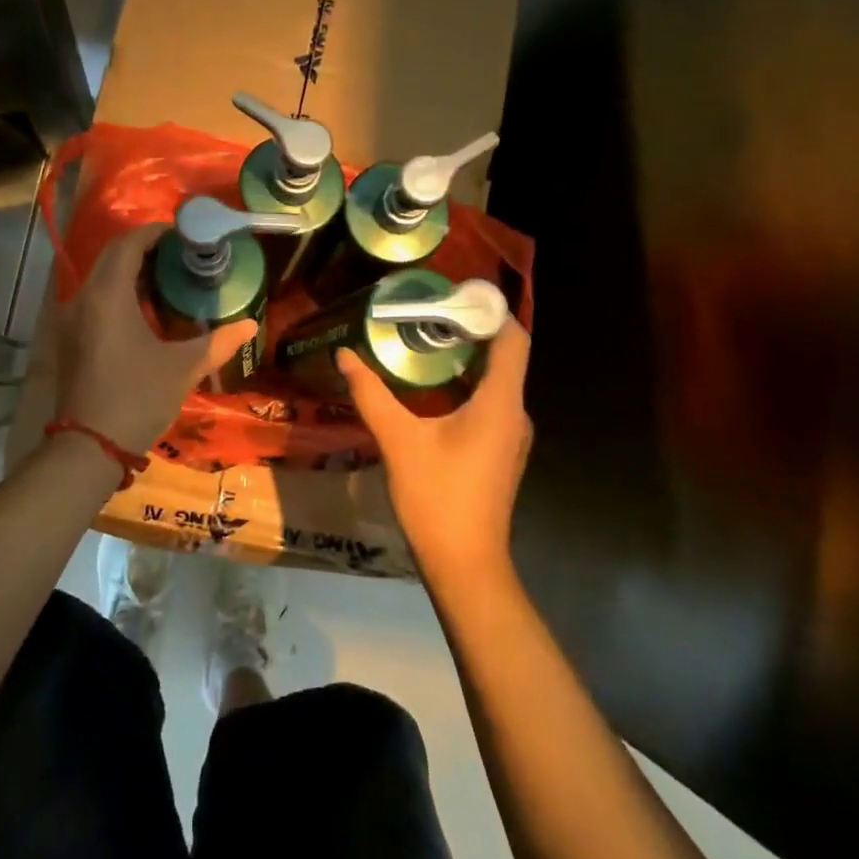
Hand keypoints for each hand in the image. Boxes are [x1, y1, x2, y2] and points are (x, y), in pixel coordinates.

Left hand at [53, 223, 257, 456]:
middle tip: (181, 255)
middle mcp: (83, 298)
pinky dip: (119, 292)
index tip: (184, 234)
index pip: (128, 245)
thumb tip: (250, 325)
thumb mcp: (182, 368)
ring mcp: (72, 319)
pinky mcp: (70, 338)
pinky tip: (145, 311)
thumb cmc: (137, 399)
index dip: (155, 233)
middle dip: (144, 249)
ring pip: (101, 278)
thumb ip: (217, 342)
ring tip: (168, 279)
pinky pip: (95, 298)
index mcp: (108, 295)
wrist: (89, 447)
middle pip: (112, 256)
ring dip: (131, 271)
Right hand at [338, 319, 531, 575]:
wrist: (464, 563)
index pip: (513, 339)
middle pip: (503, 356)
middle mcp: (514, 413)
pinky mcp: (499, 450)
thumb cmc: (437, 497)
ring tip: (422, 340)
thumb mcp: (398, 440)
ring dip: (464, 359)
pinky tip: (429, 387)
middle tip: (425, 313)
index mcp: (501, 403)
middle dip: (467, 330)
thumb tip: (344, 354)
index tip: (453, 294)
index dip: (489, 311)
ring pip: (495, 381)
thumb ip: (371, 393)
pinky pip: (489, 402)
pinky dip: (464, 384)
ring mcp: (509, 434)